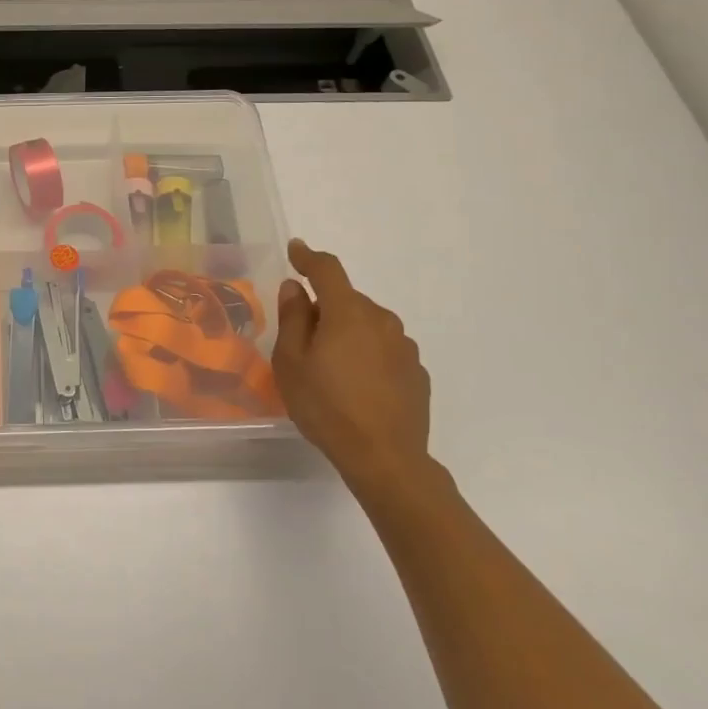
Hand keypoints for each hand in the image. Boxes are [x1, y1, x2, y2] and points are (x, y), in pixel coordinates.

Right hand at [272, 240, 433, 491]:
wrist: (385, 458)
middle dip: (324, 308)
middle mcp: (381, 320)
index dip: (308, 257)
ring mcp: (404, 347)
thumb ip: (293, 319)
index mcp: (347, 313)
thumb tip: (295, 288)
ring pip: (367, 324)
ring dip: (347, 332)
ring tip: (329, 367)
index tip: (295, 250)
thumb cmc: (326, 406)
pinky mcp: (416, 372)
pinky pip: (383, 349)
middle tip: (302, 338)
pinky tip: (356, 385)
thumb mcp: (291, 362)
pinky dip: (367, 354)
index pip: (327, 270)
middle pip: (347, 300)